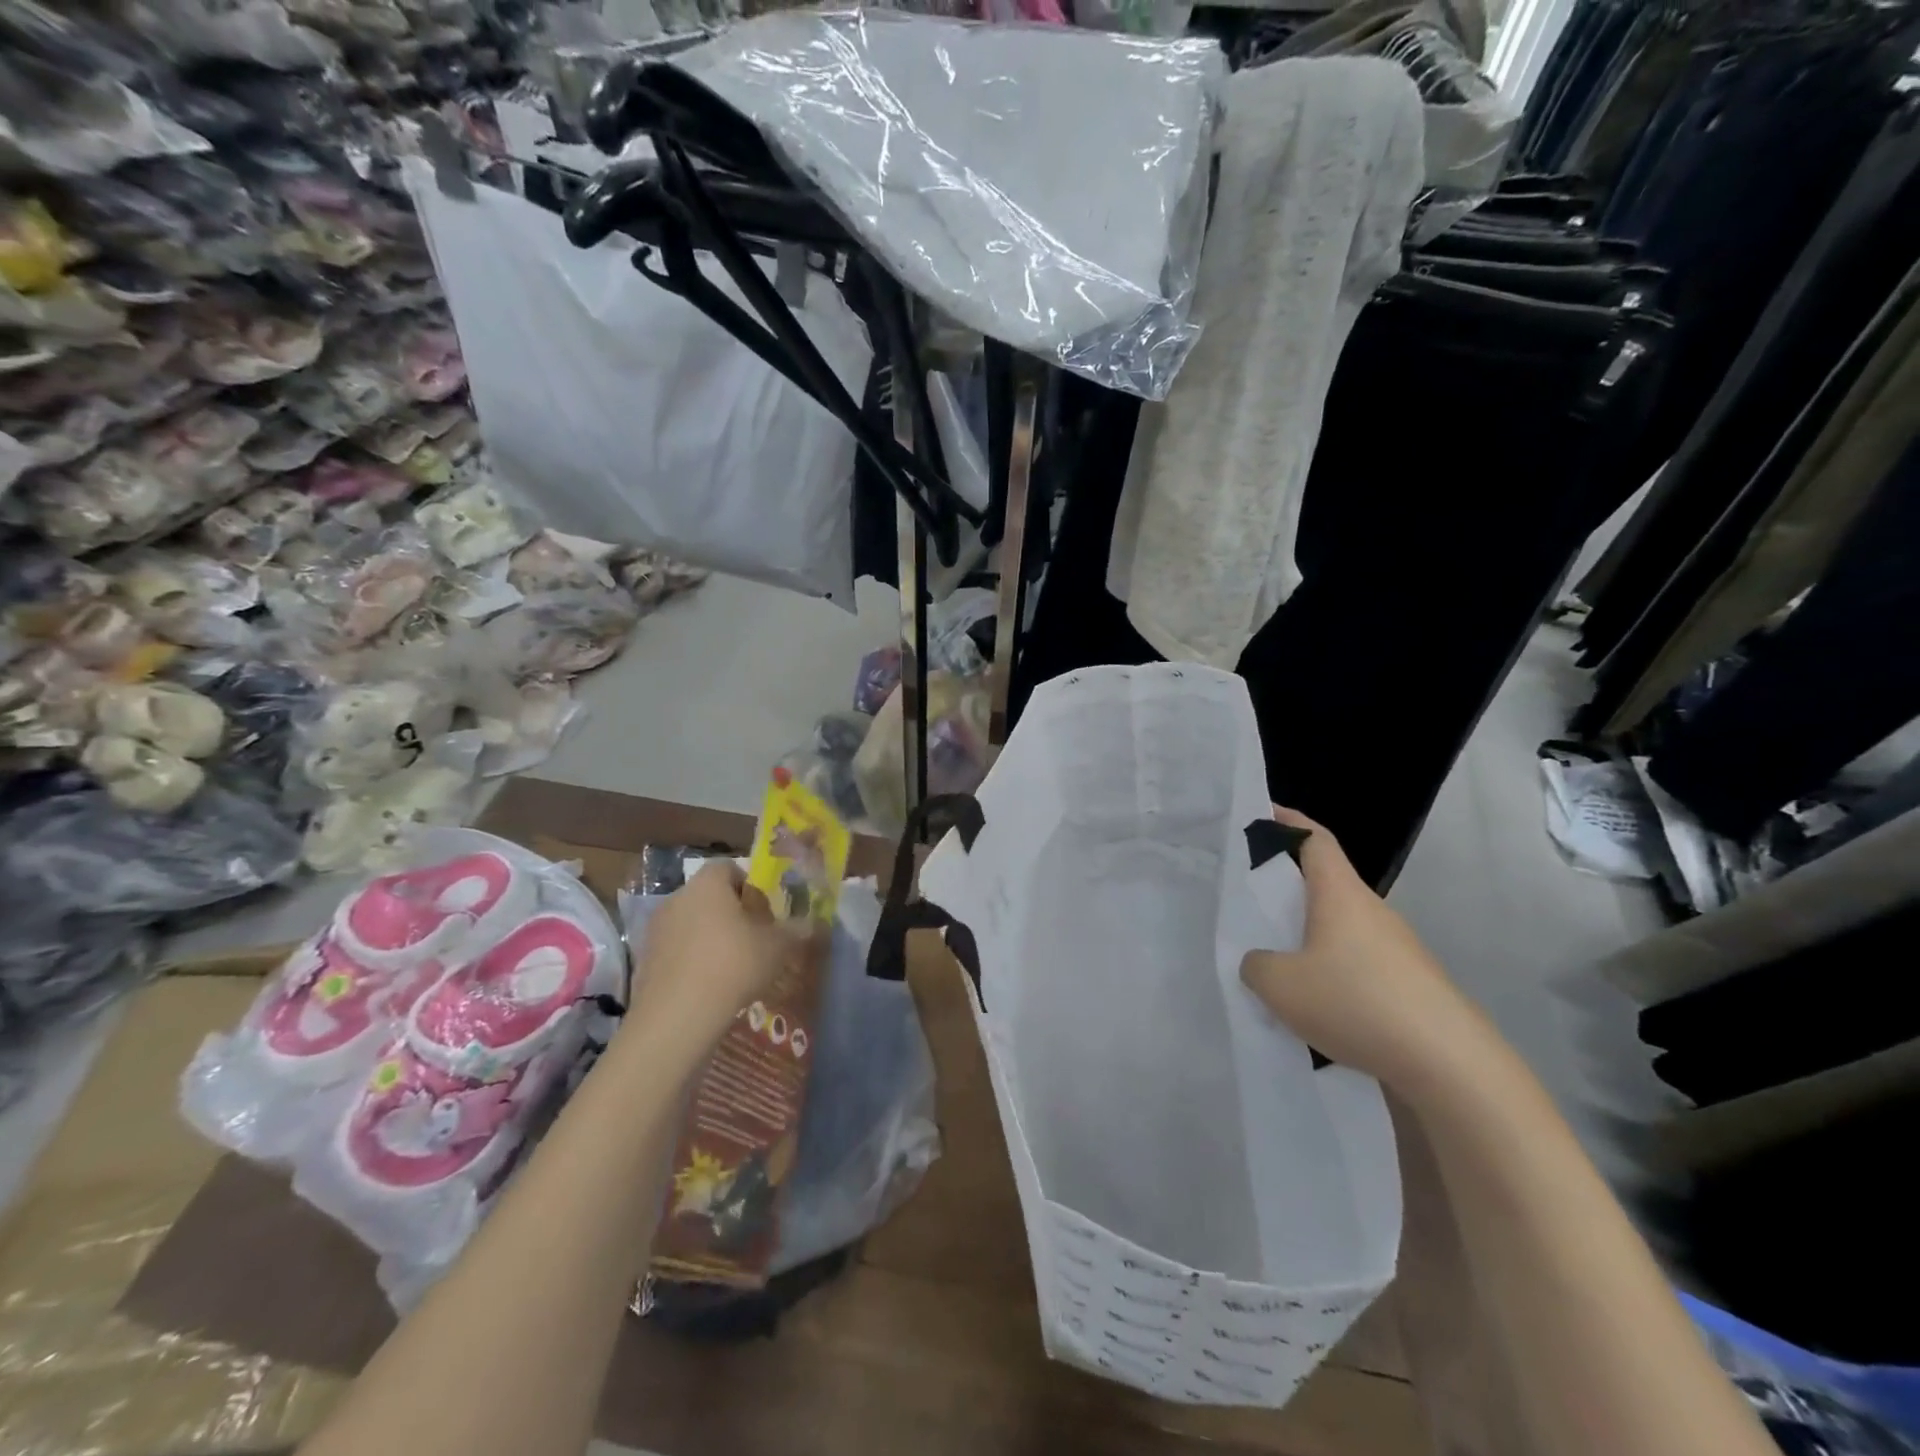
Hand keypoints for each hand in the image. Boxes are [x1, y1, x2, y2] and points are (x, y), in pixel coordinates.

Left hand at [632, 861, 803, 1047]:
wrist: (677, 1017)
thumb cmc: (733, 965)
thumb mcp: (777, 947)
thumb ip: (796, 930)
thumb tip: (811, 923)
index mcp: (708, 884)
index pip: (729, 868)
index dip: (750, 885)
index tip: (765, 911)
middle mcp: (678, 897)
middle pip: (709, 895)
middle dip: (731, 912)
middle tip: (754, 938)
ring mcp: (656, 929)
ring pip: (691, 923)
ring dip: (710, 937)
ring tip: (733, 967)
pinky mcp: (645, 960)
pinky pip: (676, 950)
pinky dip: (692, 960)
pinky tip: (709, 985)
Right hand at [1241, 807, 1489, 1090]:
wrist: (1451, 1066)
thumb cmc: (1357, 1002)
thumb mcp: (1281, 985)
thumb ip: (1257, 965)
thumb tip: (1263, 963)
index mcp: (1340, 894)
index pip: (1314, 838)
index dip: (1287, 820)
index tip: (1262, 812)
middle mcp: (1372, 911)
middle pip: (1326, 882)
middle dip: (1288, 884)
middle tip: (1251, 896)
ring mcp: (1396, 948)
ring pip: (1340, 926)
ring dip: (1307, 933)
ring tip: (1274, 959)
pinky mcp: (1409, 984)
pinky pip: (1356, 961)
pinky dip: (1329, 968)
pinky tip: (1313, 1003)